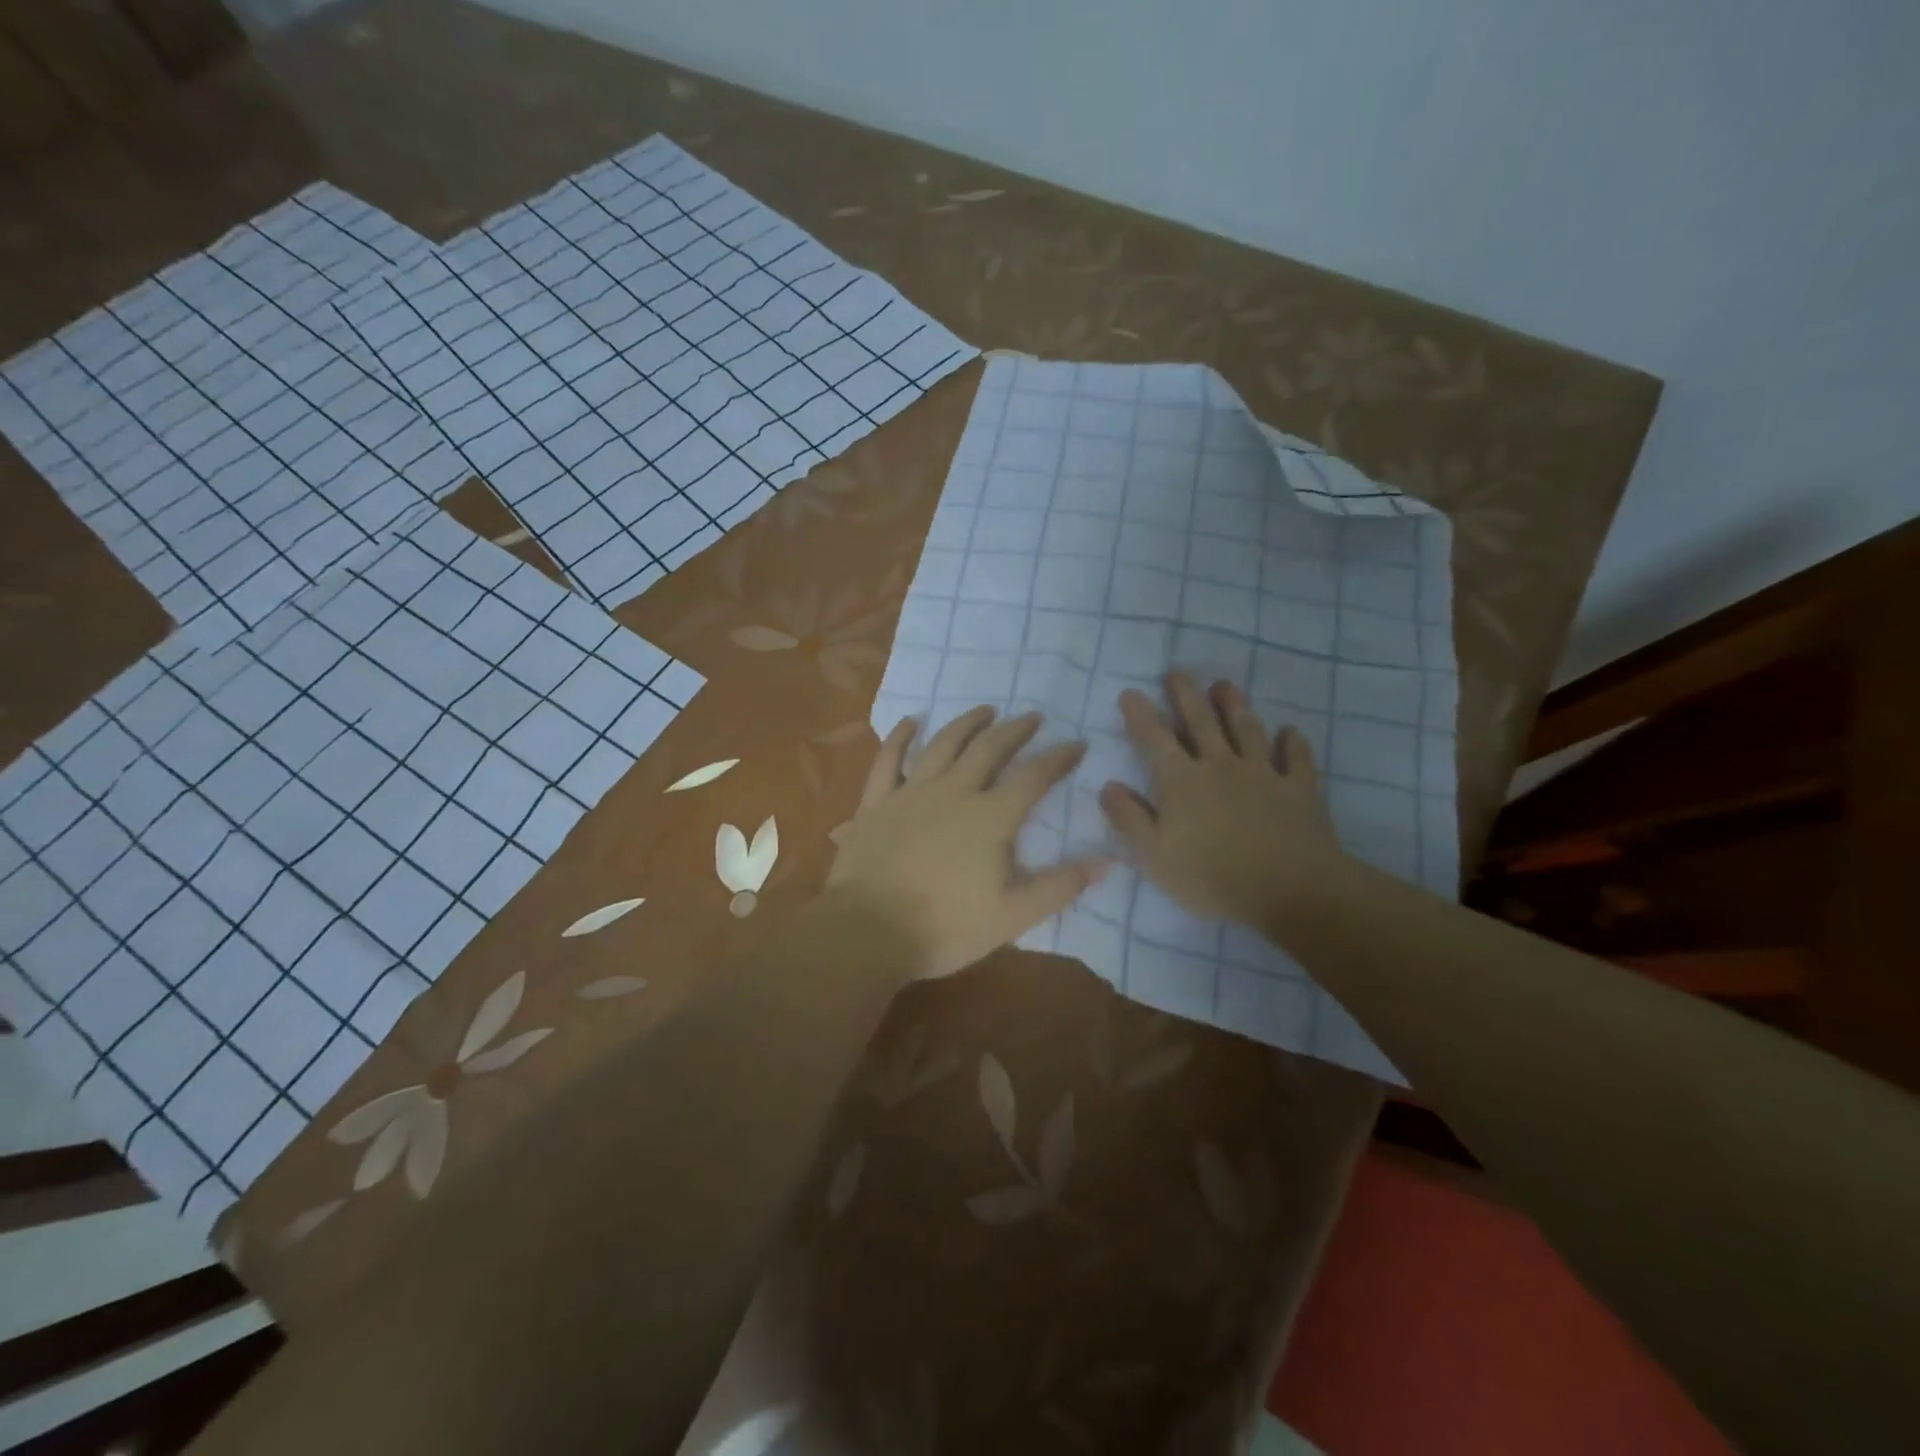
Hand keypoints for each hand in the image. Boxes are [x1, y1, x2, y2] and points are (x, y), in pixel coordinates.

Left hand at [828, 707, 1108, 979]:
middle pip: (989, 749)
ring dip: (967, 723)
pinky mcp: (876, 802)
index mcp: (990, 817)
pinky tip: (911, 722)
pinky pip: (889, 759)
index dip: (1058, 758)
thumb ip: (1059, 886)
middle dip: (1015, 730)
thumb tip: (1107, 862)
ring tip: (985, 710)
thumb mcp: (1012, 916)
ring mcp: (911, 792)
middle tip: (1032, 717)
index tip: (1076, 743)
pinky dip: (901, 737)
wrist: (867, 932)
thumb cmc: (944, 927)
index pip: (1032, 777)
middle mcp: (954, 792)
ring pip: (943, 744)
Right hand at [1100, 673, 1347, 930]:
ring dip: (1234, 705)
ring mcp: (1263, 773)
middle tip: (1177, 672)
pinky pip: (1296, 758)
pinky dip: (1293, 742)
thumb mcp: (1155, 856)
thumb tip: (1108, 786)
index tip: (1130, 692)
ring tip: (1224, 685)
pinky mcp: (1299, 788)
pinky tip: (1290, 732)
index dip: (1139, 714)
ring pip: (1247, 729)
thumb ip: (1129, 819)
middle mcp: (1220, 766)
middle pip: (1201, 722)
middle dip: (1185, 695)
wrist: (1290, 890)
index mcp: (1182, 781)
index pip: (1154, 738)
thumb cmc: (1212, 878)